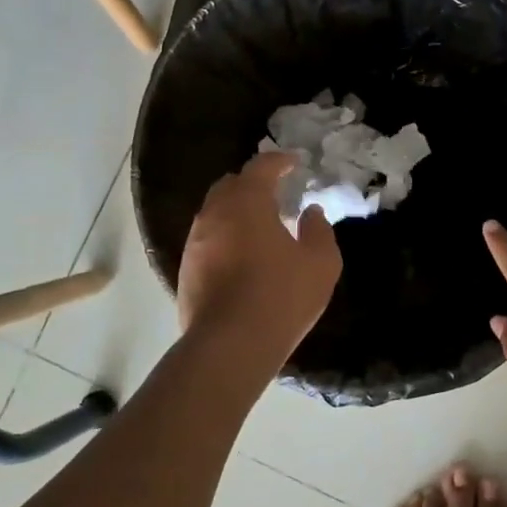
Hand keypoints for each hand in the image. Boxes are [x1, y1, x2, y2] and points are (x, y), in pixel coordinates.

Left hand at [178, 152, 340, 369]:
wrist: (229, 346)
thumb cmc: (281, 296)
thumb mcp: (320, 263)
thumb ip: (319, 230)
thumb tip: (310, 212)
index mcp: (247, 202)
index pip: (261, 167)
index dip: (279, 161)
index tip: (294, 162)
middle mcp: (214, 214)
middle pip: (230, 185)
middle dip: (252, 183)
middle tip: (276, 193)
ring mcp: (195, 243)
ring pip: (214, 213)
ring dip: (236, 211)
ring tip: (260, 227)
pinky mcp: (186, 271)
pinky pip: (207, 240)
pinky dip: (225, 237)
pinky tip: (242, 257)